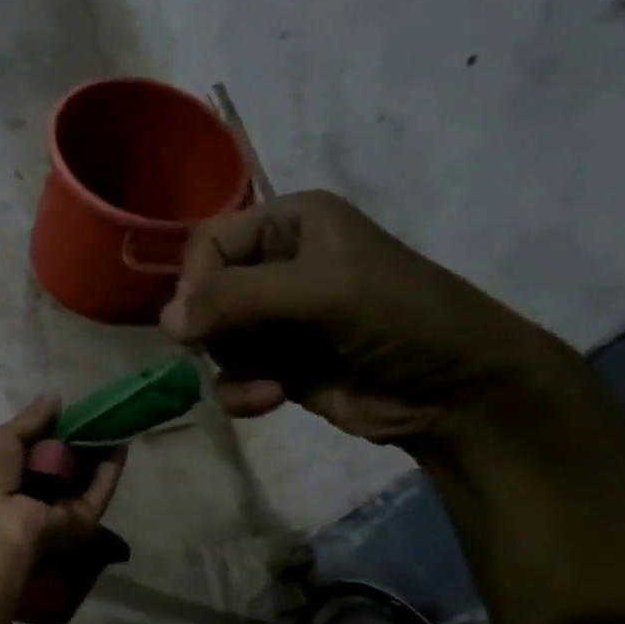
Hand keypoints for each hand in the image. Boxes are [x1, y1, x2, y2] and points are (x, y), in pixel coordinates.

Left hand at [0, 398, 124, 579]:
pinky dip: (111, 469)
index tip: (70, 409)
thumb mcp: (1, 439)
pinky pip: (98, 492)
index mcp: (4, 476)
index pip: (32, 450)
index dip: (51, 429)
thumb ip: (31, 419)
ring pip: (84, 477)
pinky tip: (122, 441)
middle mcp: (32, 495)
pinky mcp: (82, 521)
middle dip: (78, 439)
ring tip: (116, 419)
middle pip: (61, 464)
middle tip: (98, 411)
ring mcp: (58, 509)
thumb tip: (55, 397)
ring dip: (99, 451)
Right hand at [161, 191, 579, 446]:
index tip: (198, 319)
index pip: (209, 241)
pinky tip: (269, 399)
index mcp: (290, 223)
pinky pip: (228, 375)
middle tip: (242, 347)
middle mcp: (277, 266)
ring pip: (212, 339)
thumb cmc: (399, 318)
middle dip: (218, 329)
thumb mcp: (320, 291)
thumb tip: (166, 322)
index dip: (197, 280)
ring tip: (269, 382)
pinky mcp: (276, 365)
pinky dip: (240, 391)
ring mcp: (275, 319)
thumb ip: (238, 297)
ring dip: (233, 365)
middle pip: (204, 294)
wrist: (458, 392)